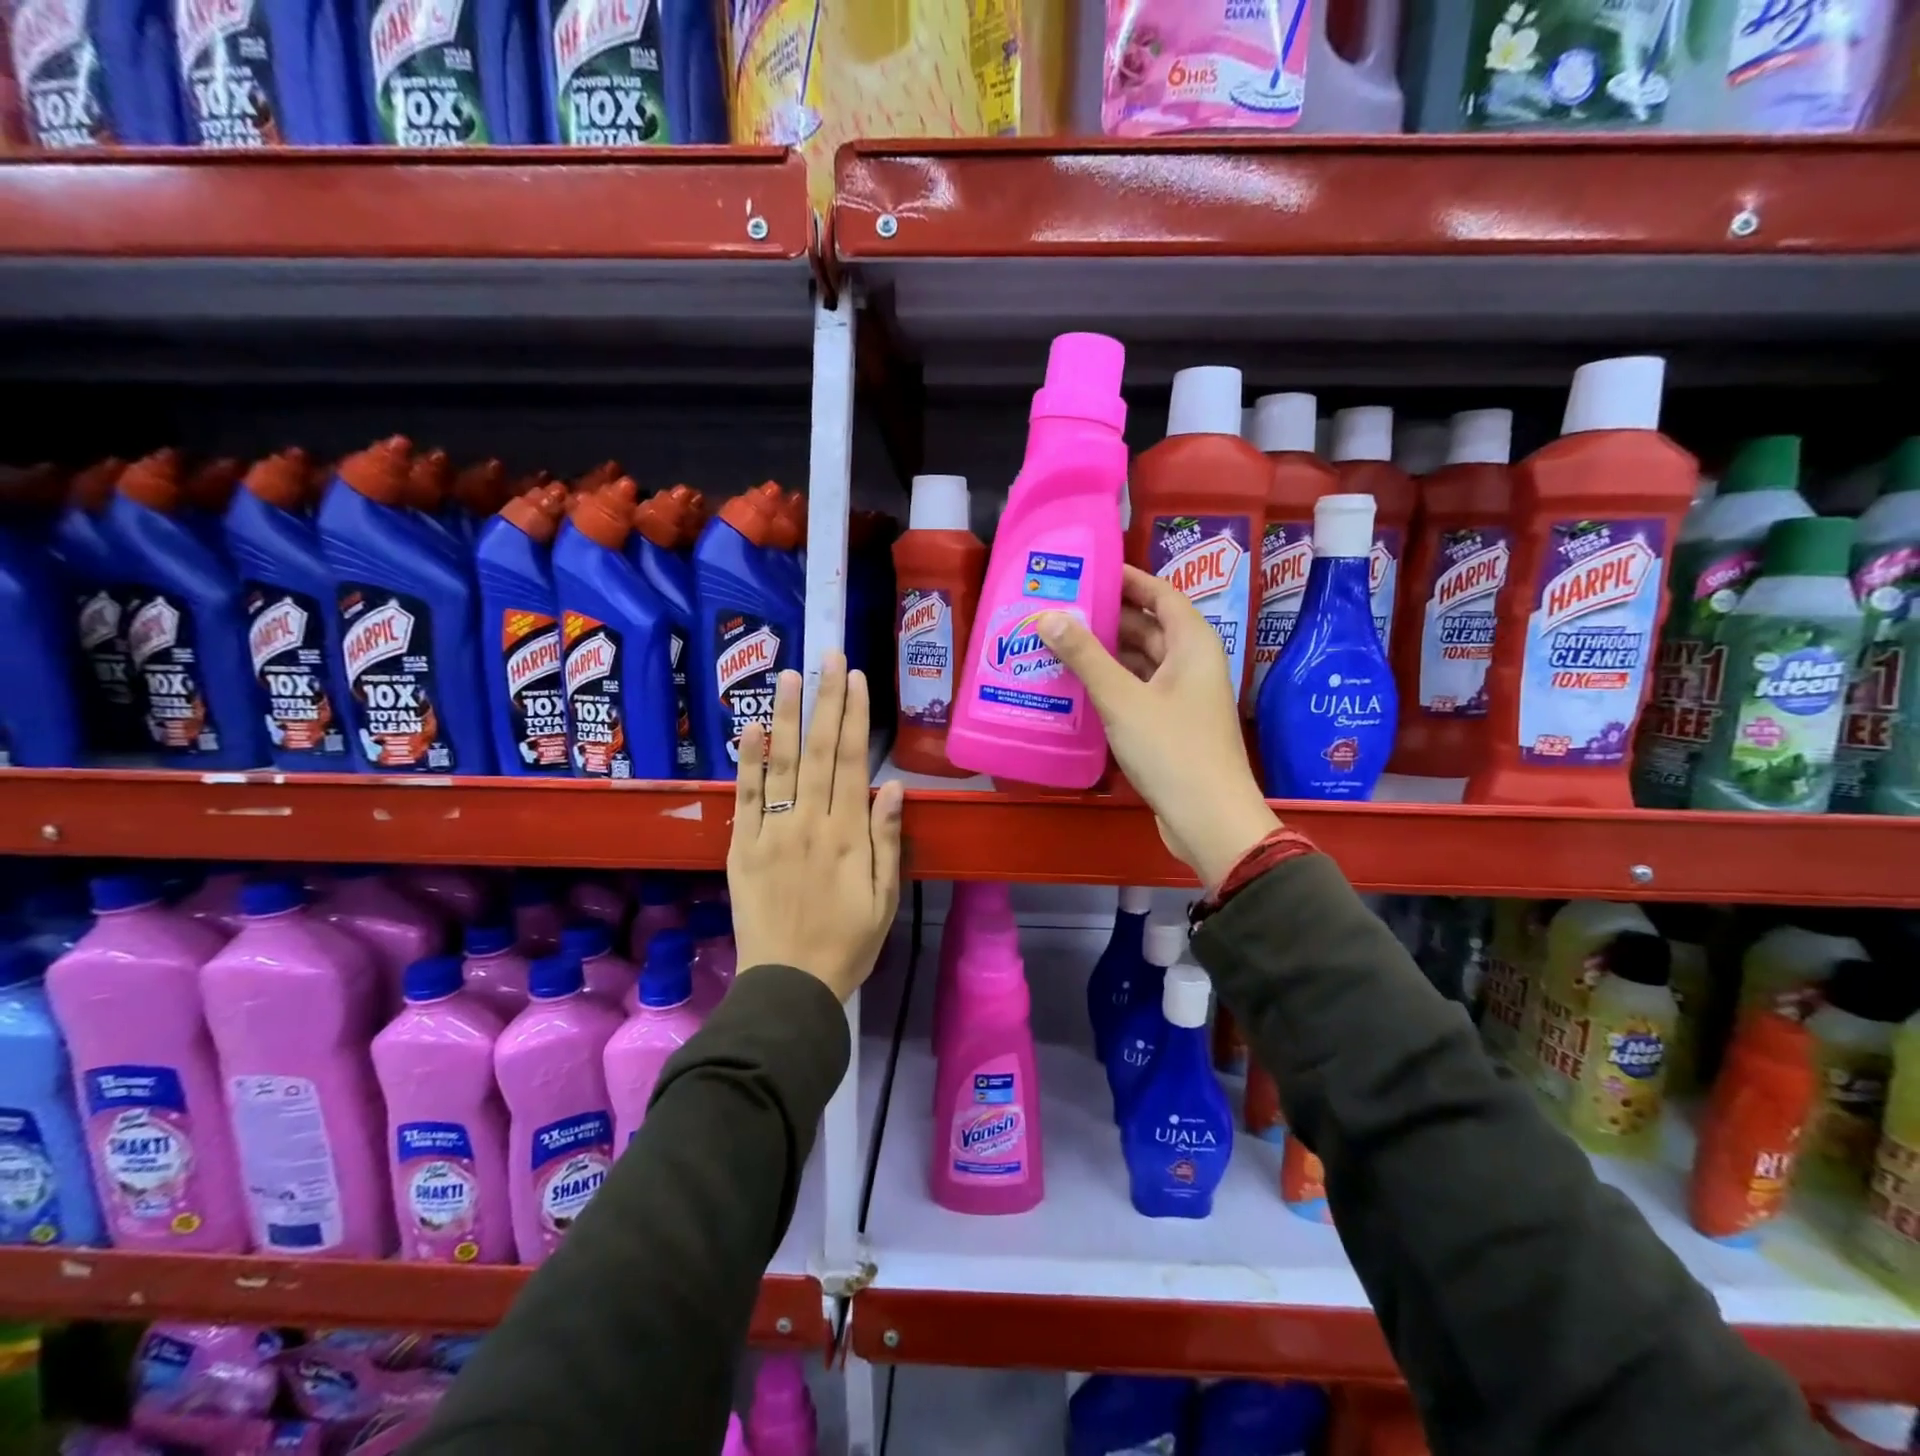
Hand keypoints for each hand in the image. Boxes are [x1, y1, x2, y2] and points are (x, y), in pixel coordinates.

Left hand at [728, 653, 904, 1001]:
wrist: (788, 984)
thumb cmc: (847, 943)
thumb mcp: (884, 898)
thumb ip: (887, 840)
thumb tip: (893, 787)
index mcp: (848, 835)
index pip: (852, 762)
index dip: (854, 717)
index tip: (855, 678)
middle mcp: (809, 823)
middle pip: (819, 752)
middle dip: (825, 700)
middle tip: (827, 656)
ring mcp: (772, 833)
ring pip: (781, 764)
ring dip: (786, 717)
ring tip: (789, 676)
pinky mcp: (743, 847)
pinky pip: (746, 798)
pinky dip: (748, 762)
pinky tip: (751, 729)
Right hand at [1038, 566, 1278, 892]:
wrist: (1208, 819)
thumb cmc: (1171, 749)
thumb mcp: (1122, 699)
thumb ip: (1085, 656)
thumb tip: (1049, 615)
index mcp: (1192, 644)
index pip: (1161, 594)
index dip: (1128, 580)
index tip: (1089, 571)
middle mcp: (1191, 664)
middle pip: (1148, 628)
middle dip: (1106, 618)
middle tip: (1059, 609)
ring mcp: (1183, 697)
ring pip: (1140, 662)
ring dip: (1105, 654)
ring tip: (1057, 644)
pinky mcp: (1171, 726)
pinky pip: (1138, 691)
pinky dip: (1111, 685)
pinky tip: (1076, 687)